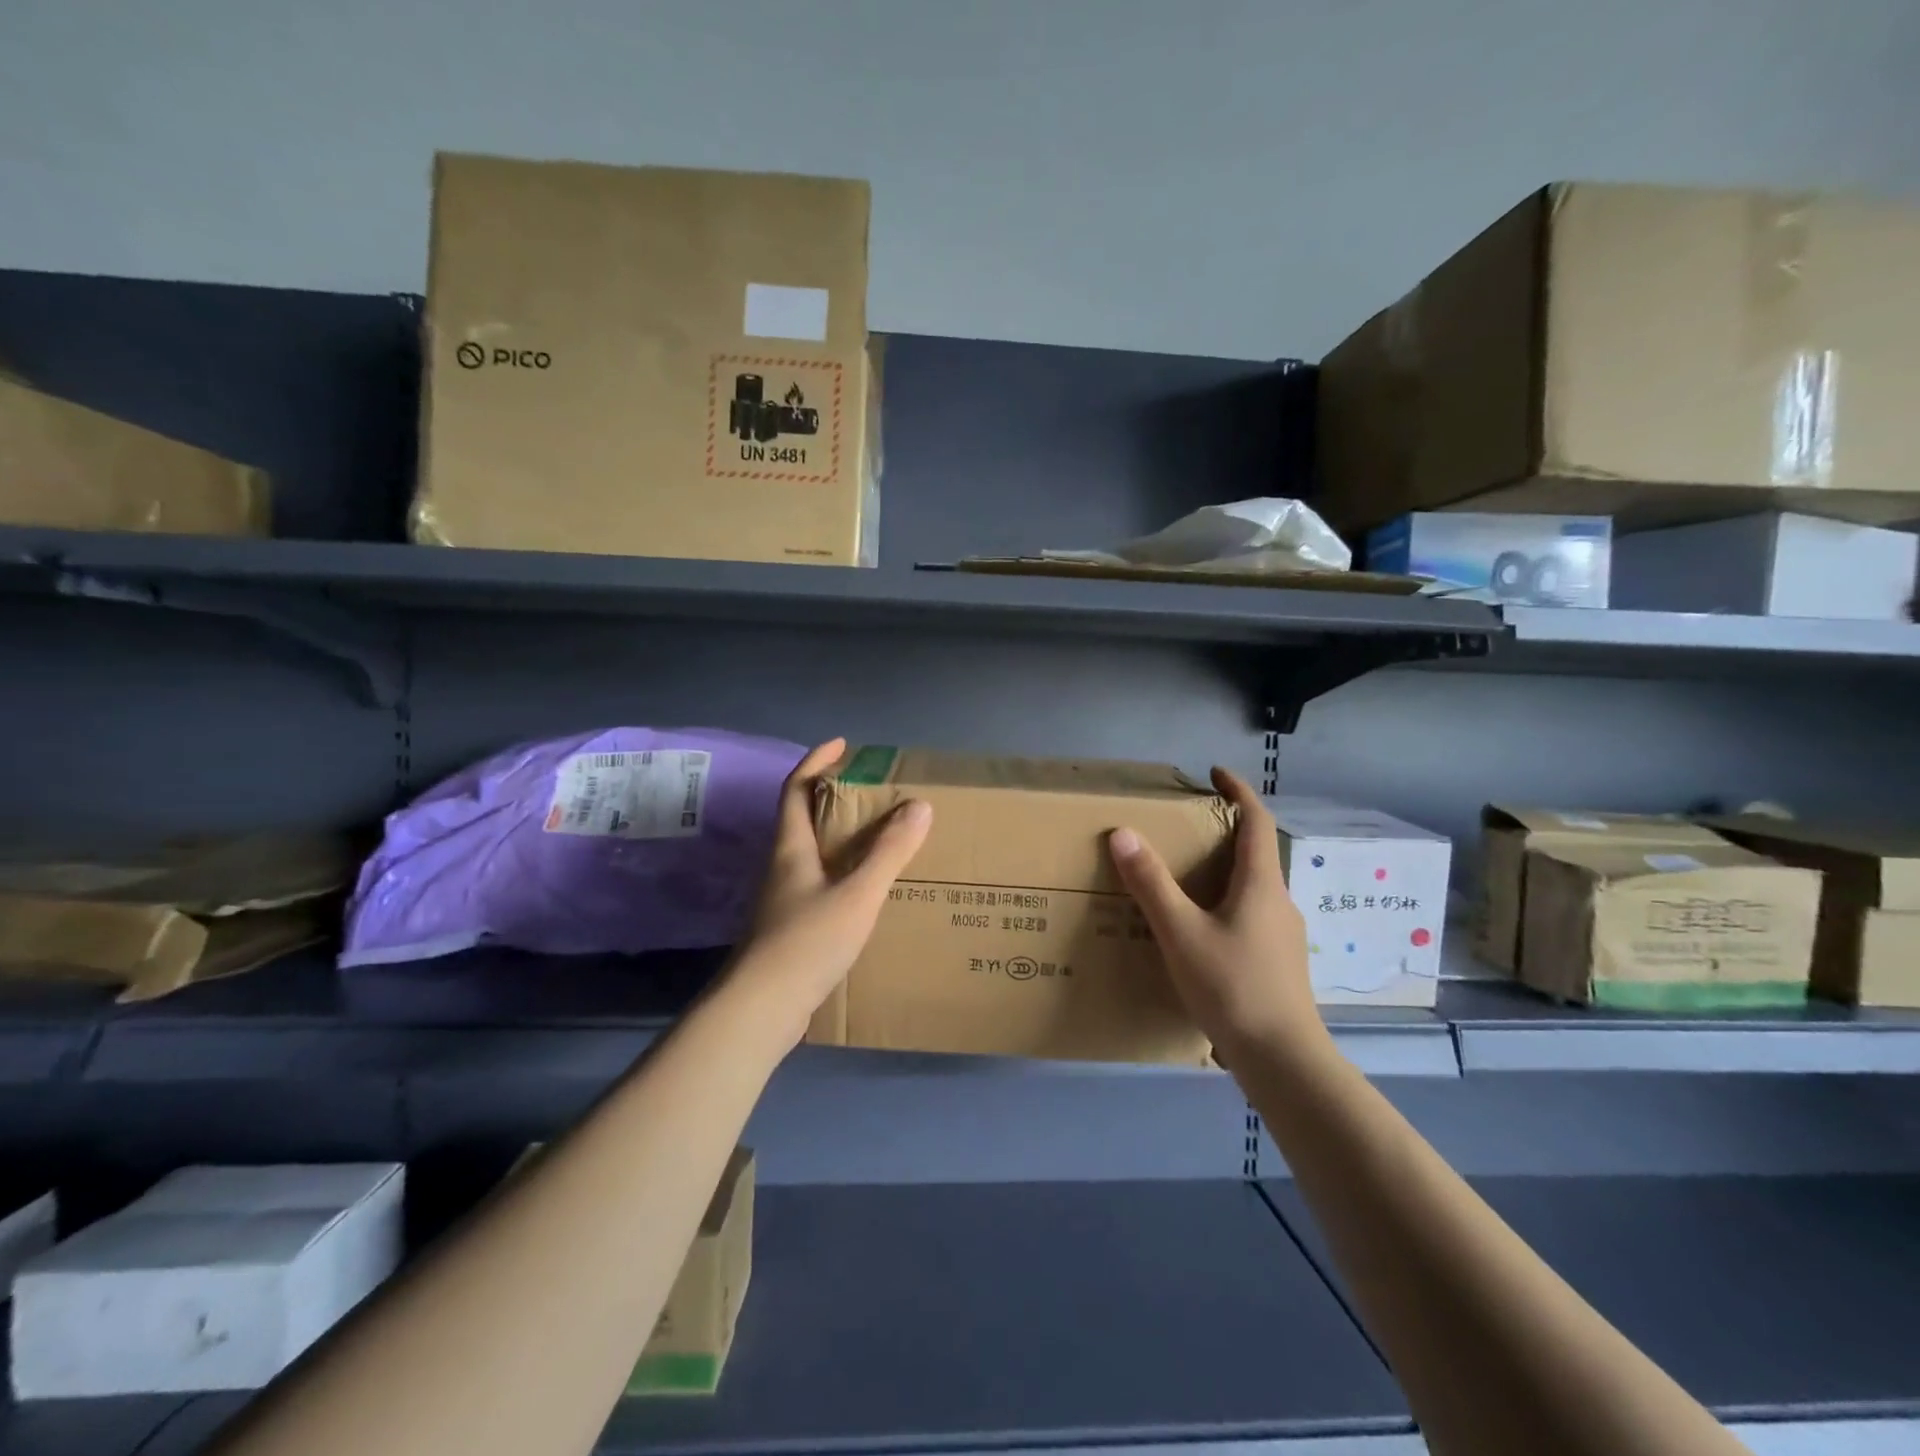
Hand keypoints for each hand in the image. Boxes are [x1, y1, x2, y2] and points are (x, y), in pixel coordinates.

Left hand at [725, 738, 931, 1046]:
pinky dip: (842, 875)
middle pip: (803, 819)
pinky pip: (819, 886)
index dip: (816, 761)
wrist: (761, 1009)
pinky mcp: (788, 929)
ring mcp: (782, 900)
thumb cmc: (806, 942)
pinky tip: (866, 893)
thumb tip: (919, 805)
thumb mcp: (858, 893)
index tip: (843, 745)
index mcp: (791, 848)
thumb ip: (889, 852)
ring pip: (812, 855)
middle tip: (873, 795)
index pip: (796, 788)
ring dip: (840, 839)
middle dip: (834, 799)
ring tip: (879, 839)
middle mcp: (781, 867)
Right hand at [1108, 767, 1324, 1060]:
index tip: (1216, 774)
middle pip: (1255, 853)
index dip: (1238, 792)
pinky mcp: (1279, 963)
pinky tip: (1200, 932)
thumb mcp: (1181, 932)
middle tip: (1184, 829)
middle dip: (1224, 833)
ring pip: (1253, 888)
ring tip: (1184, 880)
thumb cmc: (1233, 987)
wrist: (1283, 1060)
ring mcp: (1283, 935)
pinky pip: (1251, 917)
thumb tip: (1123, 833)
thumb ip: (1151, 883)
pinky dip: (1226, 905)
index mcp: (1261, 885)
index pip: (1256, 821)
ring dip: (1224, 872)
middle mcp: (1279, 902)